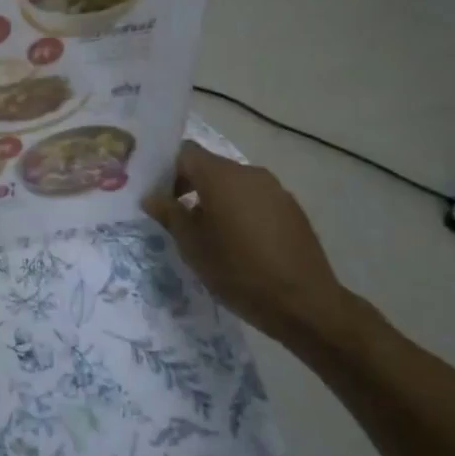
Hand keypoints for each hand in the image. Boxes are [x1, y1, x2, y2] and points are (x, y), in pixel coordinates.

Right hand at [143, 141, 358, 349]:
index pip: (185, 153)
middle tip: (179, 218)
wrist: (303, 302)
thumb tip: (151, 197)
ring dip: (217, 200)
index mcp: (221, 176)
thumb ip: (169, 214)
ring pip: (235, 184)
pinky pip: (256, 199)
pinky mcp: (292, 208)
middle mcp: (249, 173)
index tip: (160, 197)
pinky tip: (241, 243)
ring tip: (211, 235)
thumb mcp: (192, 245)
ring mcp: (275, 189)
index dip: (167, 169)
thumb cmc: (237, 271)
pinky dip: (241, 211)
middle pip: (211, 167)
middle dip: (191, 186)